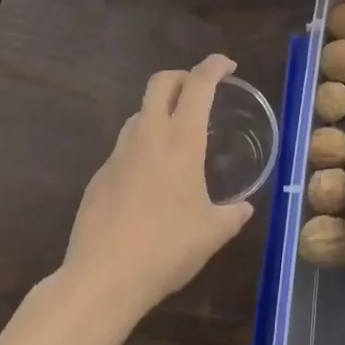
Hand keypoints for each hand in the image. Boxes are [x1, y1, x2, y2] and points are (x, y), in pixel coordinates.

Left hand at [61, 54, 254, 319]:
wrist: (101, 279)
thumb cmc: (166, 249)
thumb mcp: (211, 234)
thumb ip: (232, 215)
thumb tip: (245, 208)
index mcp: (181, 140)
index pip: (199, 84)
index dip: (214, 66)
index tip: (227, 66)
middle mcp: (148, 136)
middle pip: (161, 82)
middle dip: (182, 76)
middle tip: (199, 90)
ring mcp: (118, 154)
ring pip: (139, 113)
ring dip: (159, 111)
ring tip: (176, 135)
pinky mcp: (99, 177)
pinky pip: (124, 147)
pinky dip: (141, 147)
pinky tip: (149, 179)